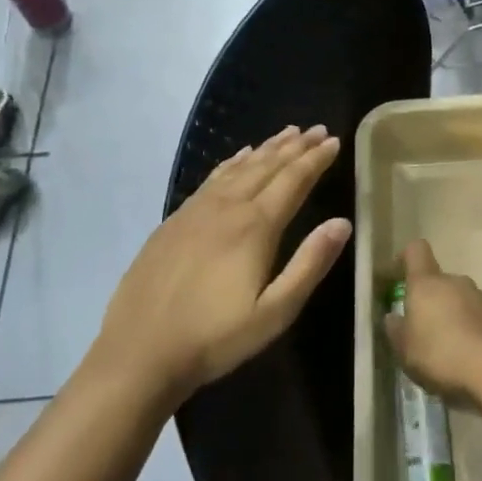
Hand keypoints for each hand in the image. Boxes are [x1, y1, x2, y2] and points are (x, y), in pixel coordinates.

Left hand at [95, 125, 350, 404]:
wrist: (139, 351)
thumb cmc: (215, 338)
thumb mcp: (275, 312)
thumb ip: (310, 264)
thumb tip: (342, 222)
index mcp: (255, 227)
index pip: (293, 181)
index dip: (315, 160)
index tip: (333, 140)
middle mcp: (227, 207)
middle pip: (267, 166)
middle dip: (295, 147)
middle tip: (316, 129)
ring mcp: (196, 211)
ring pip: (238, 167)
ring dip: (266, 148)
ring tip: (286, 133)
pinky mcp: (174, 221)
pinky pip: (212, 178)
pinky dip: (232, 162)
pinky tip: (238, 157)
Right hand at [383, 240, 481, 403]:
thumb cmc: (442, 356)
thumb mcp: (406, 351)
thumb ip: (396, 331)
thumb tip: (393, 317)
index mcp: (428, 284)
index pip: (416, 251)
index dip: (406, 258)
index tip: (399, 274)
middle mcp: (457, 282)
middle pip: (440, 282)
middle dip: (433, 302)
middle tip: (426, 333)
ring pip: (464, 301)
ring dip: (456, 318)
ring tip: (453, 352)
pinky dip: (477, 332)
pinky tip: (475, 358)